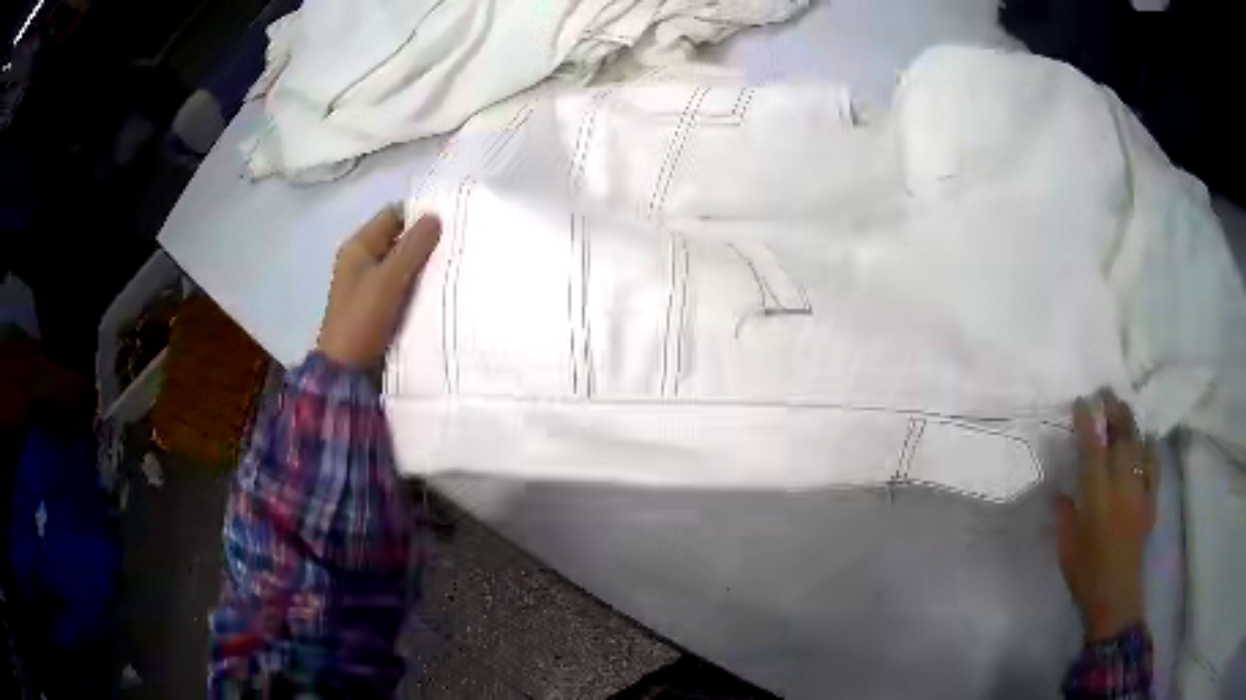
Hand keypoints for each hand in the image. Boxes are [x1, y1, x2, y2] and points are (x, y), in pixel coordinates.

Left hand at [317, 207, 440, 369]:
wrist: (347, 371)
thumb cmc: (363, 318)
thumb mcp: (389, 279)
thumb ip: (413, 247)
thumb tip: (436, 217)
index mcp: (358, 247)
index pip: (393, 215)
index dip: (419, 215)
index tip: (450, 221)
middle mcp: (362, 260)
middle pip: (398, 239)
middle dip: (424, 240)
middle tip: (456, 245)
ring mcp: (369, 284)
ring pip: (401, 263)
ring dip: (423, 264)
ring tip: (452, 265)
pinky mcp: (377, 306)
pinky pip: (401, 285)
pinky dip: (417, 285)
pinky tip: (439, 289)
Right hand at [1056, 390, 1157, 641]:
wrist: (1116, 598)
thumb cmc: (1086, 575)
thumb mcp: (1067, 547)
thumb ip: (1065, 515)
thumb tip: (1062, 492)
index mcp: (1096, 496)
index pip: (1092, 449)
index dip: (1087, 422)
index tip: (1082, 401)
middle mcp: (1121, 485)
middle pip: (1121, 438)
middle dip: (1114, 411)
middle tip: (1107, 392)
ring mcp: (1139, 490)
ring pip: (1138, 445)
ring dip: (1131, 423)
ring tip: (1124, 408)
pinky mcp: (1150, 501)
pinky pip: (1153, 466)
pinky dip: (1150, 448)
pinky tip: (1147, 440)